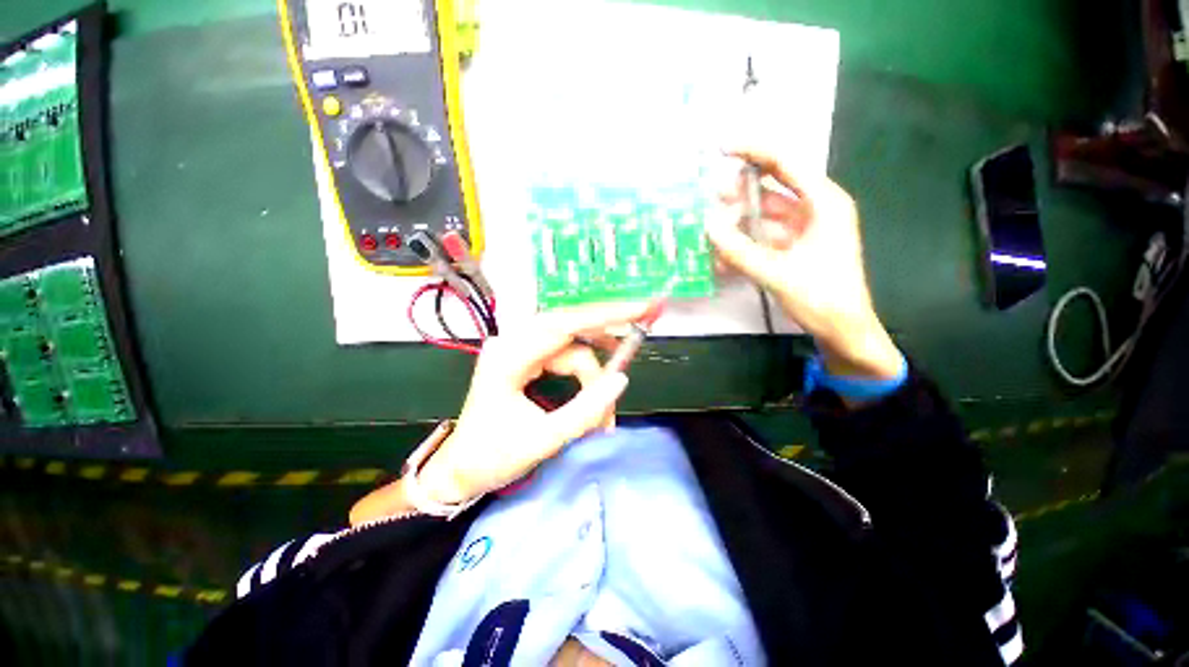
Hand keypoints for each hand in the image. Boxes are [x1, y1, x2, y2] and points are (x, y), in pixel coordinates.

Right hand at [706, 149, 901, 379]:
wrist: (843, 331)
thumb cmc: (822, 298)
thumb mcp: (777, 273)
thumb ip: (739, 251)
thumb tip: (707, 225)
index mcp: (824, 203)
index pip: (786, 162)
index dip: (753, 150)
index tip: (720, 148)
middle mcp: (815, 209)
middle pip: (772, 186)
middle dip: (740, 190)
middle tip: (709, 198)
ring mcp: (804, 229)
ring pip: (764, 213)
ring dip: (737, 219)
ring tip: (709, 227)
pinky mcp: (794, 247)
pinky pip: (763, 236)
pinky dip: (743, 241)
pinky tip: (722, 254)